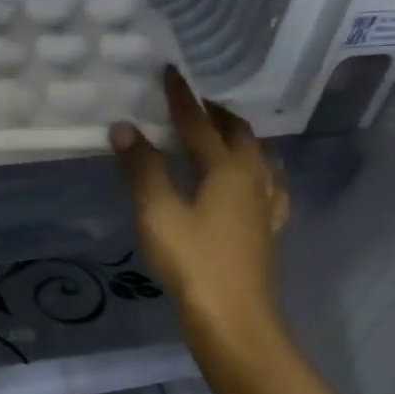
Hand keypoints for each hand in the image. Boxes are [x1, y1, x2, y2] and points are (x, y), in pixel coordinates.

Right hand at [110, 68, 289, 349]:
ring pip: (258, 157)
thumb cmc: (193, 263)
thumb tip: (124, 127)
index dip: (182, 98)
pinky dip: (258, 170)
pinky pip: (269, 186)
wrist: (234, 321)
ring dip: (238, 138)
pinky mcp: (268, 230)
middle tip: (193, 103)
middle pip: (238, 134)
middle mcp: (253, 179)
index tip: (170, 72)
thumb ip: (142, 168)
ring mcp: (266, 206)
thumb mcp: (158, 213)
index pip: (200, 123)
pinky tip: (257, 179)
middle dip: (216, 114)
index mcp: (227, 169)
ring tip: (221, 133)